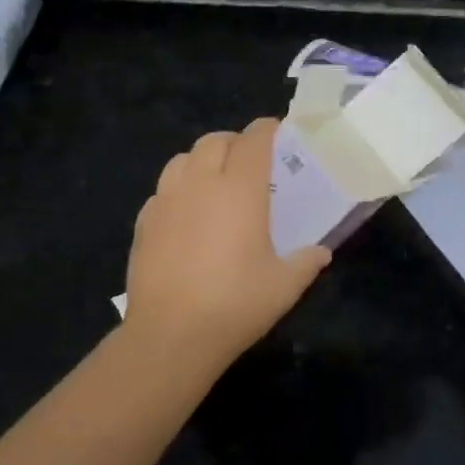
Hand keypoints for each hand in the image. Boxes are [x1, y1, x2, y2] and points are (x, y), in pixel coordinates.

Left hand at [123, 118, 331, 375]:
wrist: (171, 335)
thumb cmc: (236, 304)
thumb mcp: (284, 286)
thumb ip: (306, 262)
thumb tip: (321, 253)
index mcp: (240, 190)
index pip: (253, 140)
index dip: (267, 129)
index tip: (278, 131)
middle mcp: (201, 184)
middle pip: (215, 141)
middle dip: (235, 142)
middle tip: (250, 162)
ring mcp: (166, 201)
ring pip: (182, 159)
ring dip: (202, 160)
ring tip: (215, 182)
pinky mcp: (143, 223)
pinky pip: (162, 190)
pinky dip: (178, 189)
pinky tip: (186, 215)